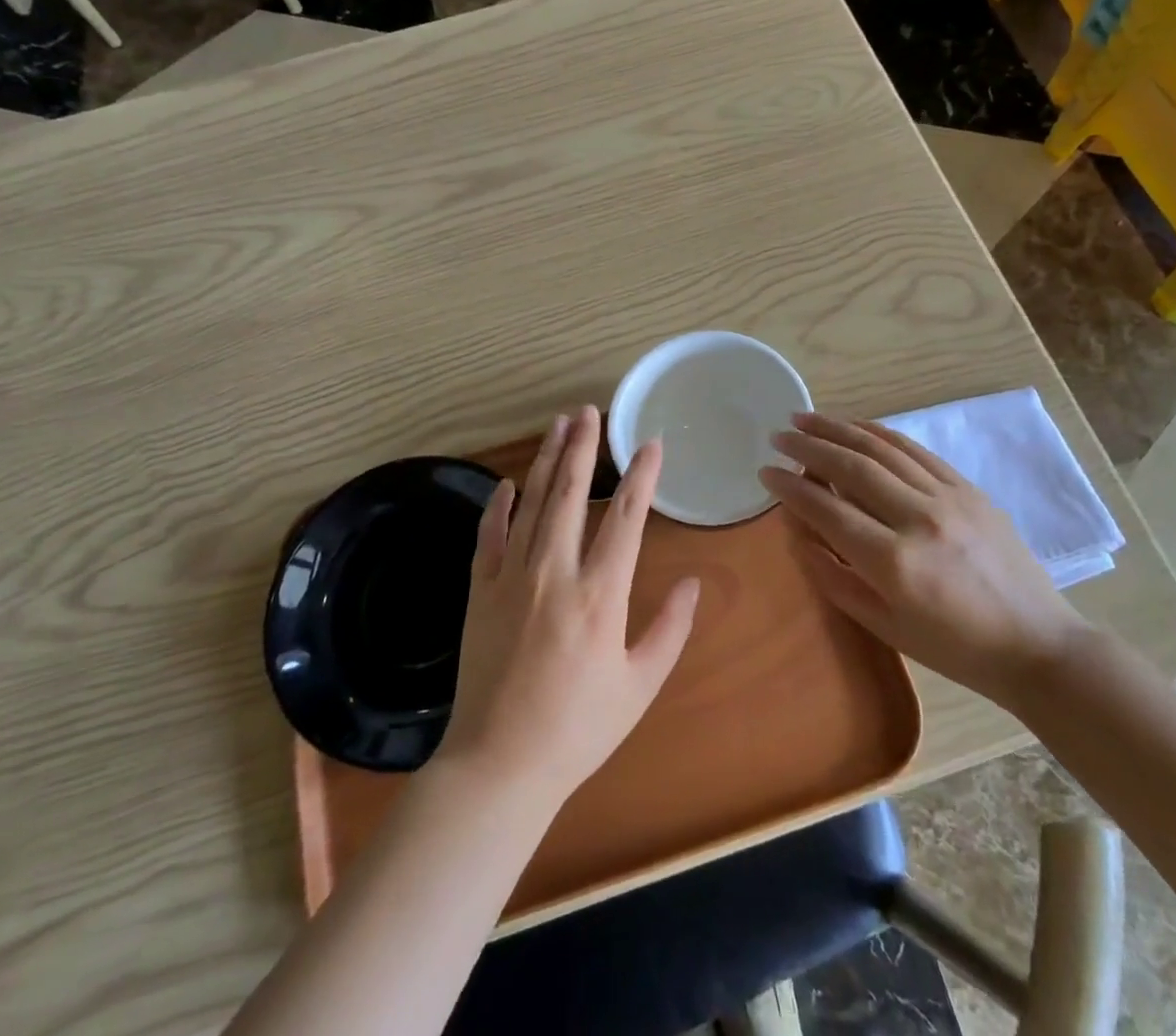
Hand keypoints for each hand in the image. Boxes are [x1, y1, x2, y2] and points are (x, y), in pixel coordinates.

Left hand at [433, 406, 700, 803]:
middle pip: (571, 493)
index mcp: (600, 594)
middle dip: (582, 447)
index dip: (641, 475)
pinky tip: (509, 482)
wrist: (498, 765)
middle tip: (589, 411)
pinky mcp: (480, 590)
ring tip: (558, 425)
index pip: (627, 517)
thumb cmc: (578, 730)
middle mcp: (555, 572)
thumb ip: (671, 629)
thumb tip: (695, 581)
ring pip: (532, 503)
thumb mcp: (640, 686)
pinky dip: (500, 504)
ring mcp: (512, 577)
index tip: (650, 443)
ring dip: (547, 460)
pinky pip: (489, 534)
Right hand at [759, 412, 1086, 708]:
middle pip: (852, 467)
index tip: (765, 471)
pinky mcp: (968, 488)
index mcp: (894, 562)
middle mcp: (918, 518)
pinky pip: (915, 450)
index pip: (827, 509)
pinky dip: (880, 433)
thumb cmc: (954, 648)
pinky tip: (856, 426)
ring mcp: (948, 497)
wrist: (1036, 645)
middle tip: (779, 435)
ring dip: (838, 429)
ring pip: (882, 448)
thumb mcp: (883, 625)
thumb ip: (833, 576)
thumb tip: (799, 531)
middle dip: (808, 446)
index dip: (790, 488)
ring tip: (805, 418)